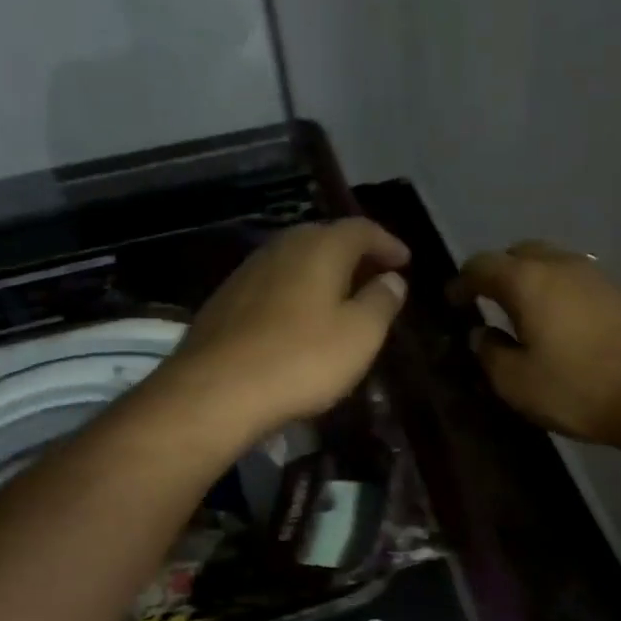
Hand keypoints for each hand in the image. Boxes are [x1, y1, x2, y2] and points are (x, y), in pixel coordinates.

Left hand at [155, 218, 410, 443]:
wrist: (215, 391)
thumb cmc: (301, 360)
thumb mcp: (359, 335)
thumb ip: (381, 302)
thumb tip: (392, 279)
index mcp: (319, 247)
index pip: (361, 229)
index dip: (387, 243)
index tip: (405, 261)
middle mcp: (281, 247)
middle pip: (324, 238)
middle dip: (353, 254)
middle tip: (375, 277)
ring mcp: (247, 271)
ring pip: (294, 260)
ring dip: (321, 273)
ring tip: (340, 298)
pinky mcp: (225, 300)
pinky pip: (272, 284)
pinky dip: (295, 291)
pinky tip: (298, 319)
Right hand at [449, 241, 620, 449]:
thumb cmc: (582, 389)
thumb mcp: (518, 383)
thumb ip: (491, 353)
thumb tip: (482, 334)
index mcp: (529, 280)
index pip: (482, 265)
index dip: (462, 281)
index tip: (453, 300)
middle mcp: (564, 265)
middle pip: (521, 254)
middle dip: (501, 273)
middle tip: (490, 301)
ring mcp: (601, 275)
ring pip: (555, 265)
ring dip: (536, 282)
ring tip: (529, 314)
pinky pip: (582, 283)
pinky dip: (564, 295)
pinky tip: (568, 326)